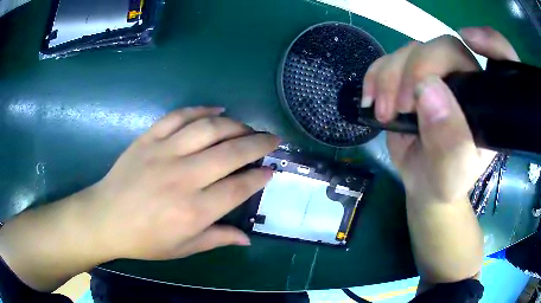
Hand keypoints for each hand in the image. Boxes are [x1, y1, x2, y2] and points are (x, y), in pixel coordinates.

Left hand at [0, 107, 278, 290]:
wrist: (105, 218)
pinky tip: (217, 110)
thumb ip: (217, 239)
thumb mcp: (183, 248)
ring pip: (208, 128)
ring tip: (247, 127)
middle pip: (231, 152)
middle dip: (258, 143)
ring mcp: (164, 153)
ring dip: (235, 124)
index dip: (259, 177)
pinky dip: (201, 109)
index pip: (238, 187)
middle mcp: (183, 177)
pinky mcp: (148, 139)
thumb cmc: (144, 240)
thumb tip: (247, 239)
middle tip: (272, 139)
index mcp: (193, 211)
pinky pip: (178, 116)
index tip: (271, 170)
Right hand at [361, 27, 518, 203]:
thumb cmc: (446, 180)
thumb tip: (427, 90)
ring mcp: (437, 75)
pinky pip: (389, 59)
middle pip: (445, 48)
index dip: (492, 42)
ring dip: (391, 77)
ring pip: (413, 50)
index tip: (471, 39)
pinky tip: (372, 100)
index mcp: (486, 102)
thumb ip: (450, 142)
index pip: (501, 61)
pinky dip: (375, 75)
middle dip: (419, 69)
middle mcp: (465, 80)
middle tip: (402, 105)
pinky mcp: (411, 76)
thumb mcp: (453, 174)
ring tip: (385, 112)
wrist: (423, 181)